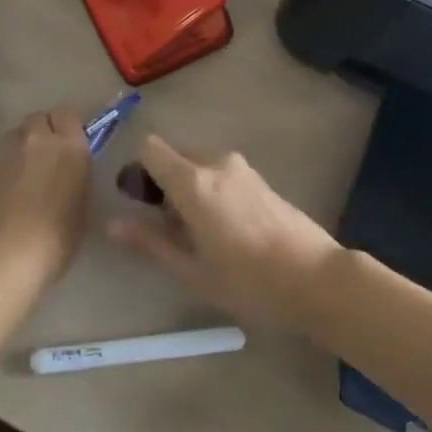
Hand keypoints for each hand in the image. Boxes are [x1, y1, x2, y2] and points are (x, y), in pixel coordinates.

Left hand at [0, 108, 91, 285]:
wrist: (9, 252)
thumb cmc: (58, 235)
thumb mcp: (83, 205)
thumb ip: (76, 177)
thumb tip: (69, 173)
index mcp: (70, 146)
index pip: (67, 113)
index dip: (66, 126)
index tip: (69, 142)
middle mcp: (38, 139)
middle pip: (38, 118)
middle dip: (42, 131)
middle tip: (46, 156)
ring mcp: (7, 151)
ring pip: (15, 135)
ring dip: (21, 146)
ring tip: (22, 173)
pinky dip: (3, 167)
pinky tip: (4, 190)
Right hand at [108, 136, 341, 330]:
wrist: (317, 280)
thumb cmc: (248, 281)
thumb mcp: (192, 270)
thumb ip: (151, 242)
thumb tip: (113, 224)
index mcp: (194, 181)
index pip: (151, 149)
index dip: (137, 171)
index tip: (139, 204)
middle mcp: (216, 163)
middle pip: (175, 156)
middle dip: (162, 183)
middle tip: (167, 227)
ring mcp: (243, 169)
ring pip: (200, 166)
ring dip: (188, 188)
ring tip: (197, 234)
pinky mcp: (261, 180)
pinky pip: (221, 174)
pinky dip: (211, 191)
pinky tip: (224, 231)